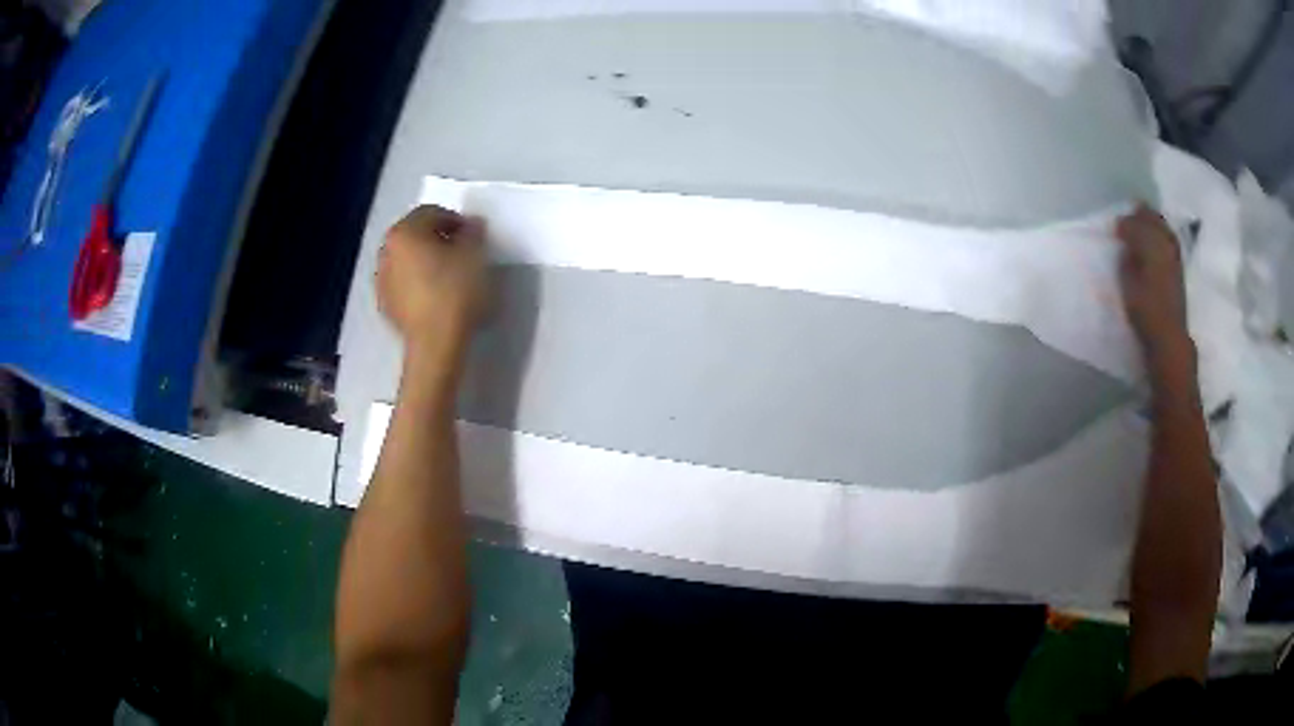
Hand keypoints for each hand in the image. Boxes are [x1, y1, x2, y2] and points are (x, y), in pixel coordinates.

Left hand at [378, 205, 488, 355]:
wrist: (436, 344)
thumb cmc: (455, 291)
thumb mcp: (474, 255)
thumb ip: (473, 232)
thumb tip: (472, 224)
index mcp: (404, 232)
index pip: (431, 213)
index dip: (456, 220)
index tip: (474, 236)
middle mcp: (386, 251)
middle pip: (415, 235)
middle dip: (438, 239)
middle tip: (462, 252)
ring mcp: (382, 280)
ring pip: (407, 260)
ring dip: (426, 261)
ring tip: (450, 275)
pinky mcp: (385, 305)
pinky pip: (403, 284)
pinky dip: (417, 283)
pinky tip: (436, 296)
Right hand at [1115, 204, 1194, 378]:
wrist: (1170, 337)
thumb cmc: (1146, 312)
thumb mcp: (1129, 287)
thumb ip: (1127, 263)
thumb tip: (1127, 248)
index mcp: (1150, 247)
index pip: (1136, 227)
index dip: (1125, 224)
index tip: (1115, 227)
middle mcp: (1165, 246)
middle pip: (1153, 222)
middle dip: (1141, 215)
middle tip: (1130, 212)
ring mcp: (1174, 256)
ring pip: (1164, 228)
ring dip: (1154, 220)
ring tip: (1144, 217)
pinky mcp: (1179, 268)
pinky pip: (1171, 239)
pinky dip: (1164, 232)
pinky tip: (1159, 234)